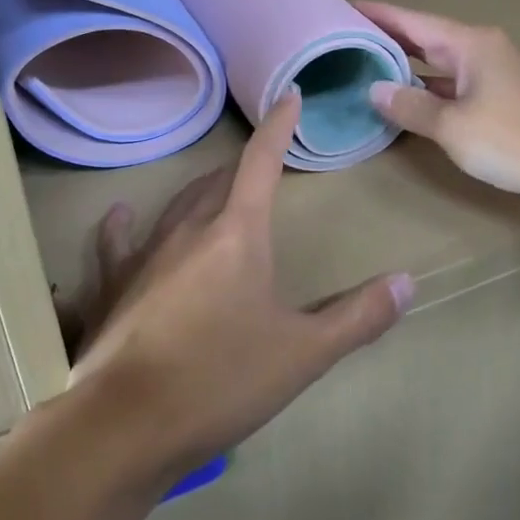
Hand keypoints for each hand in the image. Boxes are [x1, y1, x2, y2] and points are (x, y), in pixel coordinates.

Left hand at [66, 95, 414, 485]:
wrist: (128, 423)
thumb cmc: (222, 381)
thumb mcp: (303, 354)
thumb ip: (358, 317)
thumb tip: (407, 282)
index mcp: (237, 233)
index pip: (261, 162)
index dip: (278, 127)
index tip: (287, 96)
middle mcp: (189, 229)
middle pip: (219, 182)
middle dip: (243, 168)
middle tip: (262, 165)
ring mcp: (145, 253)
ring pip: (178, 205)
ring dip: (200, 192)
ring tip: (214, 190)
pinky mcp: (113, 282)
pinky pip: (118, 240)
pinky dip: (123, 224)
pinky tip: (120, 214)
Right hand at [359, 2, 519, 223]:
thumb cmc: (510, 139)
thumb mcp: (451, 124)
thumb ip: (410, 105)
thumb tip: (375, 90)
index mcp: (470, 45)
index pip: (414, 22)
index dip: (380, 14)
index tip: (346, 6)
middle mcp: (481, 52)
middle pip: (425, 39)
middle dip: (388, 38)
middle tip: (346, 38)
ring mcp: (491, 77)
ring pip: (438, 65)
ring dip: (406, 67)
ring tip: (365, 67)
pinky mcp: (497, 103)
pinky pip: (450, 88)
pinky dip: (426, 92)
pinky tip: (403, 102)